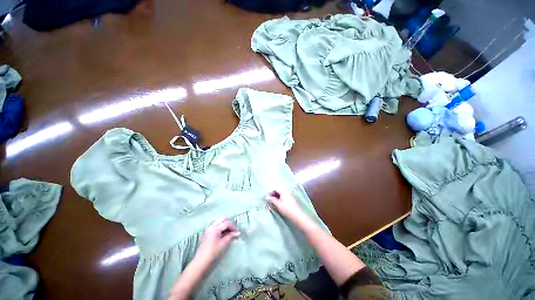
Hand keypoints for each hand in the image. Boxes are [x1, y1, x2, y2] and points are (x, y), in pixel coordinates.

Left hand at [196, 218, 239, 263]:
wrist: (202, 261)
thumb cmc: (213, 252)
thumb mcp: (223, 243)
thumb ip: (230, 236)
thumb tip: (237, 233)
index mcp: (215, 228)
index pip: (226, 223)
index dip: (233, 227)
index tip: (236, 232)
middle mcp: (211, 226)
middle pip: (222, 219)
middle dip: (228, 224)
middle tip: (232, 231)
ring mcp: (208, 228)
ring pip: (219, 221)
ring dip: (224, 225)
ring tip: (228, 232)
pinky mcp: (207, 232)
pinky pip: (215, 225)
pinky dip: (220, 227)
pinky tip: (223, 233)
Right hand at [265, 189, 307, 224]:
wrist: (297, 216)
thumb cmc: (287, 209)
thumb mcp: (278, 205)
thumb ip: (272, 200)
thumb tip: (266, 197)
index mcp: (284, 191)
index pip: (275, 188)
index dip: (271, 192)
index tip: (268, 198)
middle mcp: (287, 192)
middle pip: (278, 191)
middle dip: (273, 195)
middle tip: (270, 200)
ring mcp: (289, 196)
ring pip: (281, 194)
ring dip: (276, 198)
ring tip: (273, 203)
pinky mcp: (291, 200)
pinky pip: (283, 197)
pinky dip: (280, 199)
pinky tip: (278, 205)